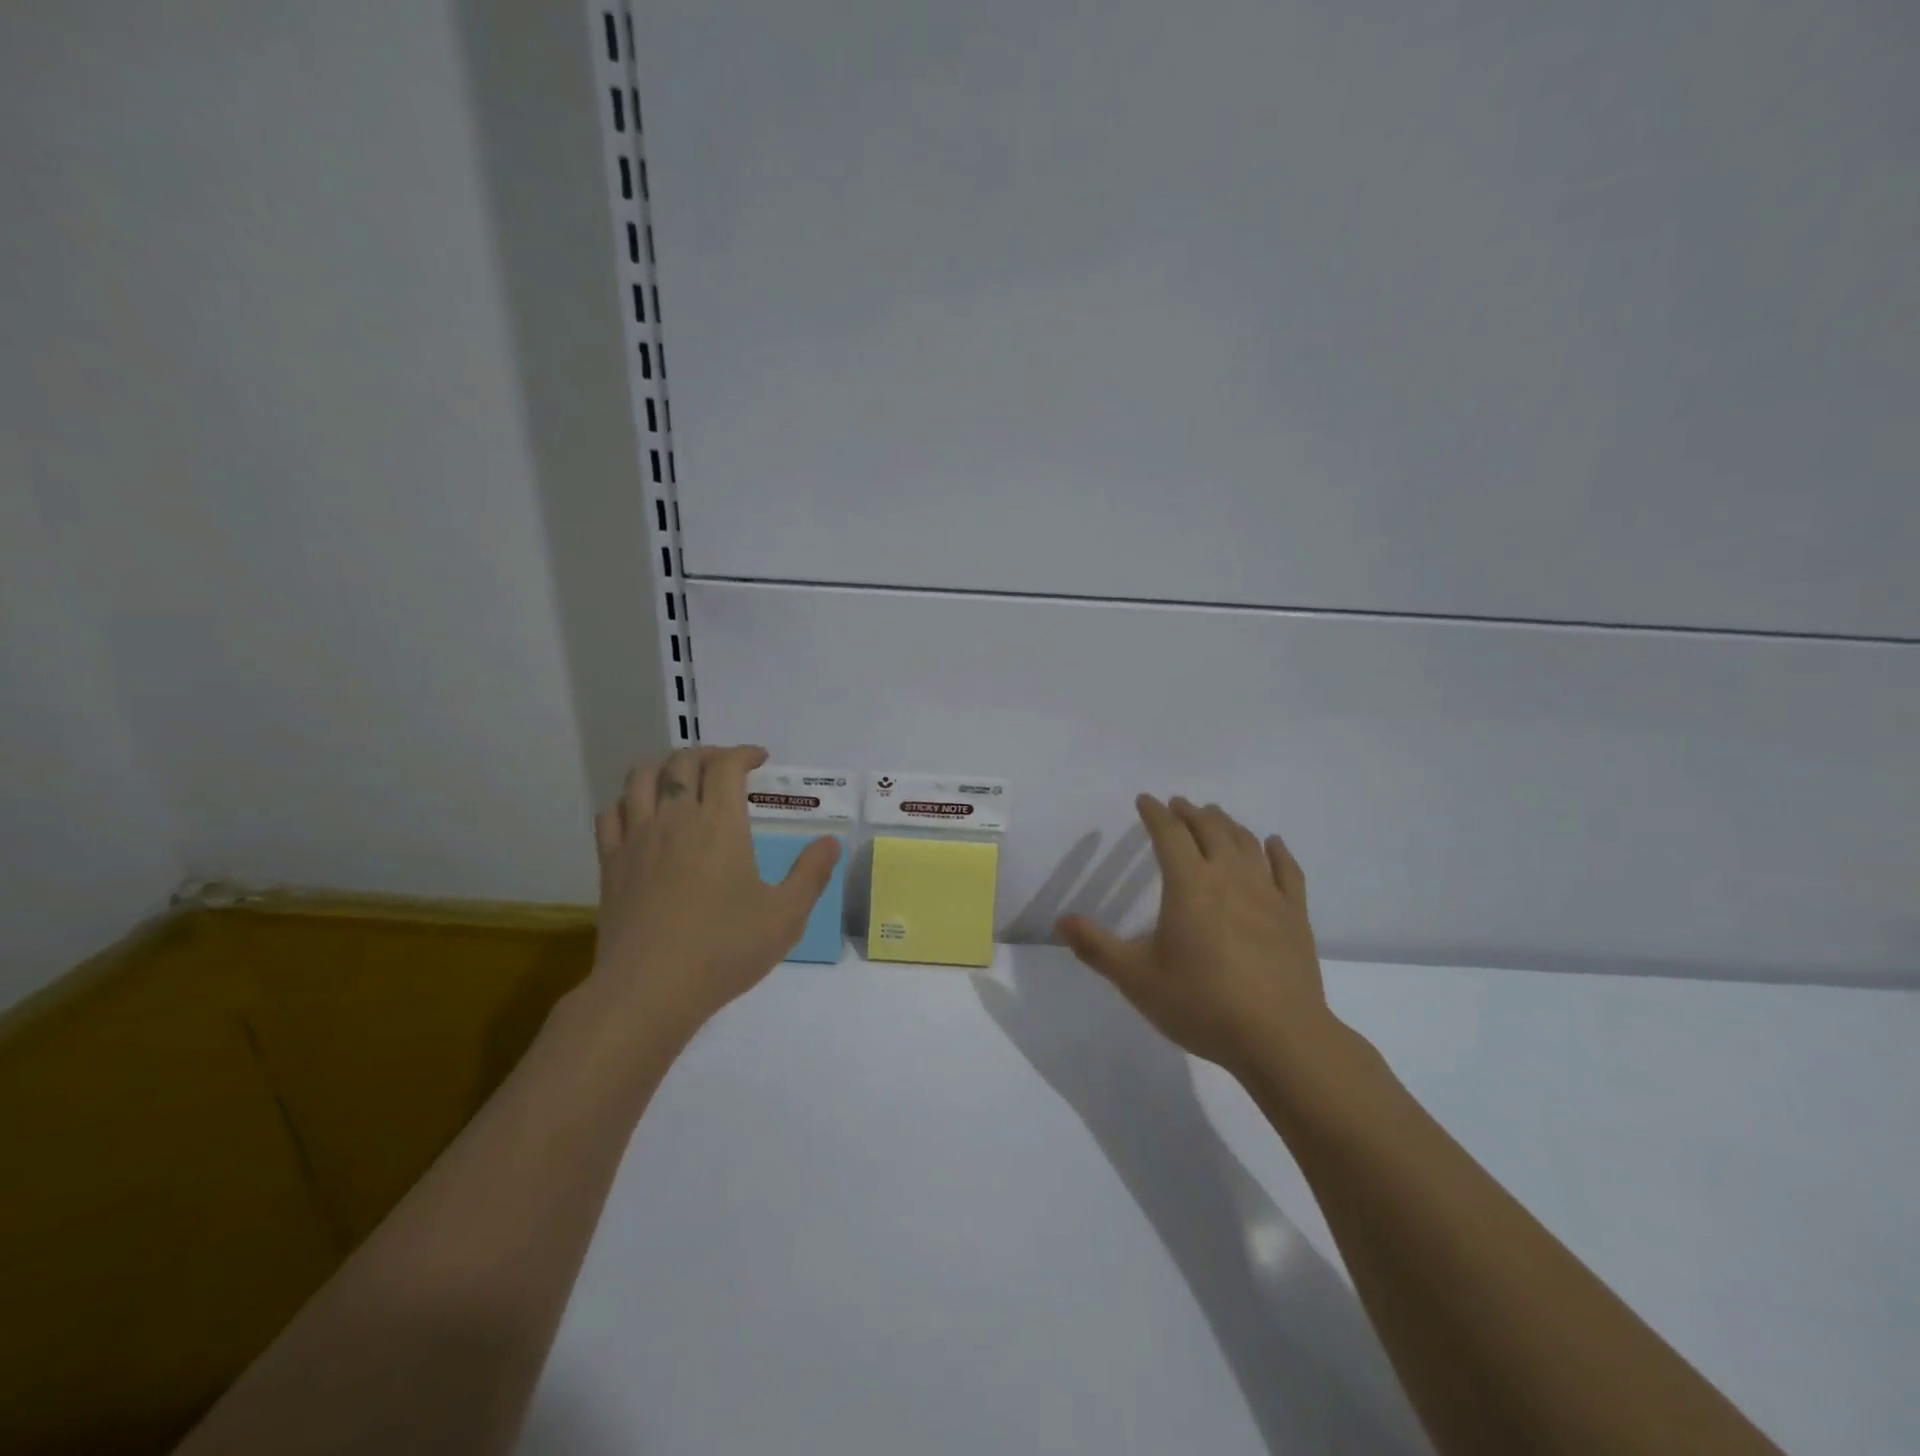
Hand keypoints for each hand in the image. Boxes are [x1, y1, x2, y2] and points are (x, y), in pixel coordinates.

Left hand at [588, 745, 841, 1038]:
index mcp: (720, 824)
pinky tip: (640, 817)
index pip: (726, 765)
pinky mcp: (610, 864)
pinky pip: (611, 814)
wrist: (649, 990)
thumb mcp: (786, 916)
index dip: (744, 753)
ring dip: (663, 768)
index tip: (760, 759)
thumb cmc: (724, 949)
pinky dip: (628, 803)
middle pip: (682, 762)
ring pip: (640, 778)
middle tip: (724, 768)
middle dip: (707, 755)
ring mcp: (637, 839)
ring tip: (680, 781)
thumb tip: (829, 842)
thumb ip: (811, 874)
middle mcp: (675, 819)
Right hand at [1057, 795, 1332, 1075]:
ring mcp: (1267, 893)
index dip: (1154, 813)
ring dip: (1227, 824)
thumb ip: (1096, 948)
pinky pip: (1287, 870)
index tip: (1144, 800)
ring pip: (1246, 843)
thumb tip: (1061, 921)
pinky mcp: (1295, 915)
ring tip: (1215, 817)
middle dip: (1191, 813)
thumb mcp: (1137, 979)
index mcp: (1188, 885)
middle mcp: (1229, 877)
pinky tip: (1272, 843)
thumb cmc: (1201, 1003)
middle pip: (1210, 829)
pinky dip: (1277, 851)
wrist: (1279, 1037)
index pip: (1169, 834)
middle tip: (1179, 805)